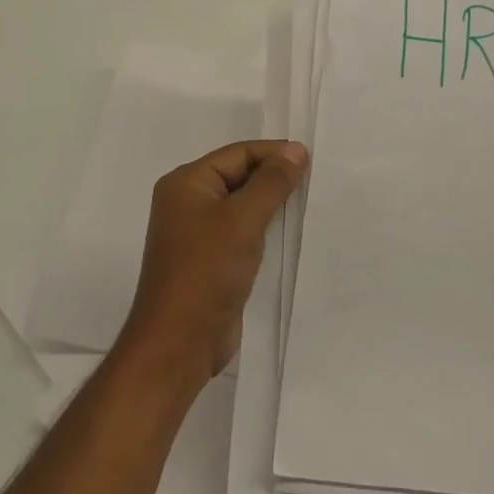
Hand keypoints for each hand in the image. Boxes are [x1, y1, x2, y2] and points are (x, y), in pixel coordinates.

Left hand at [118, 140, 308, 383]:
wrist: (179, 343)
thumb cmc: (206, 272)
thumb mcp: (243, 220)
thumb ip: (272, 182)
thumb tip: (296, 150)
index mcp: (186, 183)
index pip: (237, 153)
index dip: (274, 153)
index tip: (310, 159)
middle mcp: (187, 201)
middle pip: (238, 175)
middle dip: (274, 176)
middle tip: (314, 178)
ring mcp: (196, 232)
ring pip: (241, 203)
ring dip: (271, 202)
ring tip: (307, 200)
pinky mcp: (209, 259)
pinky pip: (240, 230)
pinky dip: (263, 226)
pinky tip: (288, 230)